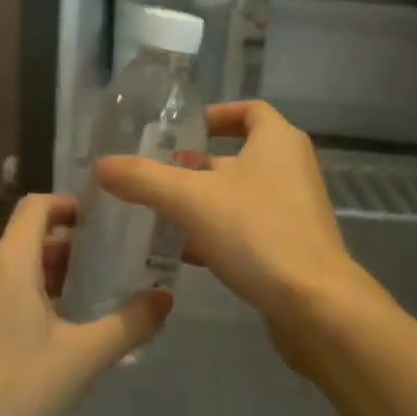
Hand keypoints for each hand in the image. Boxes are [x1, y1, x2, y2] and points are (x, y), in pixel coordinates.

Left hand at [0, 193, 170, 415]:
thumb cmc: (18, 391)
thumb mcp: (84, 358)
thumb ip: (130, 323)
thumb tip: (165, 297)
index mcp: (8, 264)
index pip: (36, 206)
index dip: (68, 204)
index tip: (100, 222)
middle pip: (24, 240)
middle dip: (65, 249)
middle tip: (102, 270)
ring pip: (6, 270)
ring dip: (42, 277)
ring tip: (78, 306)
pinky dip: (17, 298)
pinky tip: (39, 339)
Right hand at [93, 101, 371, 363]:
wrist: (314, 305)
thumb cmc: (257, 233)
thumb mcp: (190, 199)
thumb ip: (144, 179)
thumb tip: (102, 165)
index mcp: (277, 142)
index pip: (249, 110)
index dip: (216, 115)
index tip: (183, 131)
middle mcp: (290, 169)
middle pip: (239, 156)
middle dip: (197, 166)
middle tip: (156, 177)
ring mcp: (294, 210)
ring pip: (239, 197)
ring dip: (203, 203)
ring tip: (159, 216)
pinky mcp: (290, 247)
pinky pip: (246, 230)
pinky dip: (216, 235)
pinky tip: (183, 253)